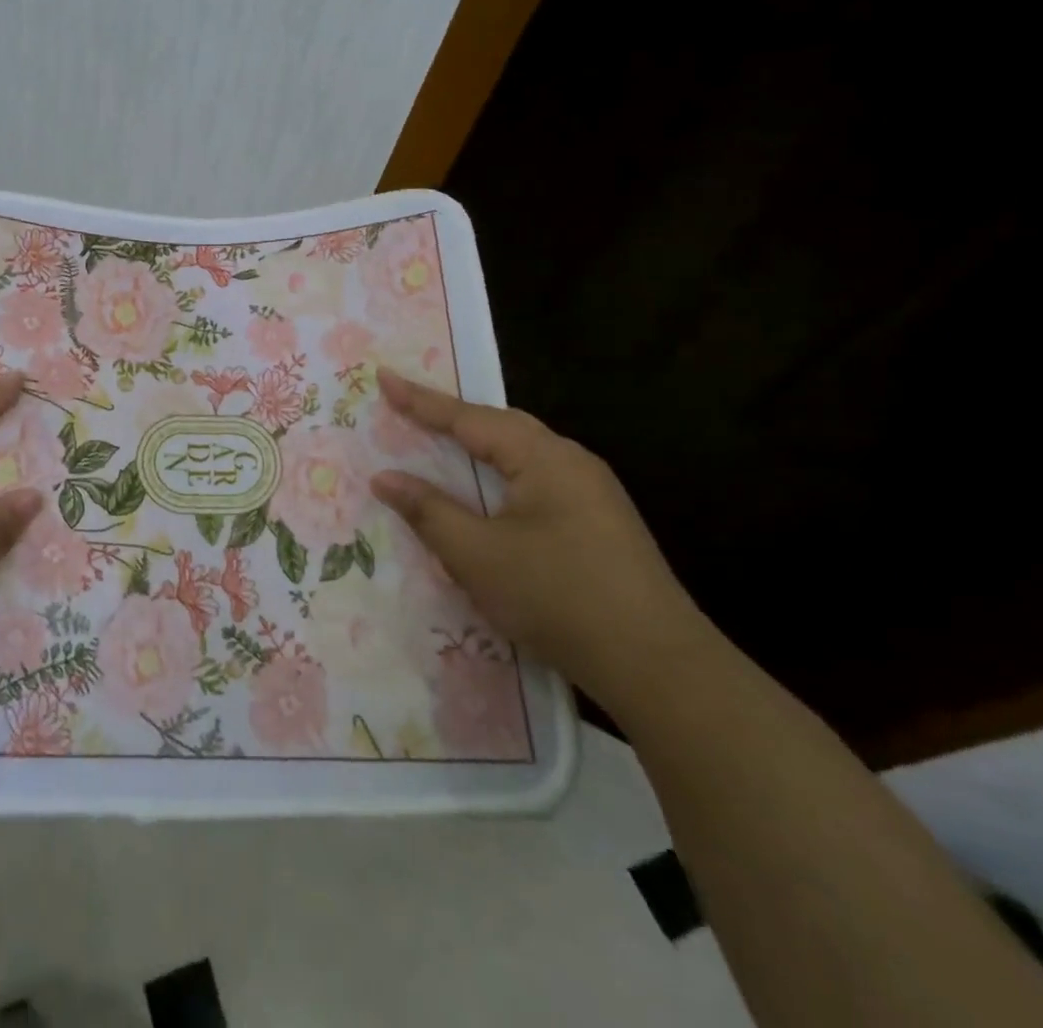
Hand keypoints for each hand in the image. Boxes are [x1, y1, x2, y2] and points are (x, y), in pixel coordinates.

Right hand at [369, 372, 711, 711]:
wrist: (659, 667)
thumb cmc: (557, 597)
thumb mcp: (477, 555)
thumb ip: (428, 510)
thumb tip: (385, 477)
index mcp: (544, 457)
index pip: (468, 418)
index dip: (420, 400)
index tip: (383, 376)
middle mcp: (572, 462)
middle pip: (501, 426)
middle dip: (452, 416)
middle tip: (409, 407)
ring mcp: (593, 493)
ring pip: (522, 454)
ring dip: (478, 447)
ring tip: (441, 443)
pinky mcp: (600, 523)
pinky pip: (537, 480)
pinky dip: (500, 475)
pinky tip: (489, 495)